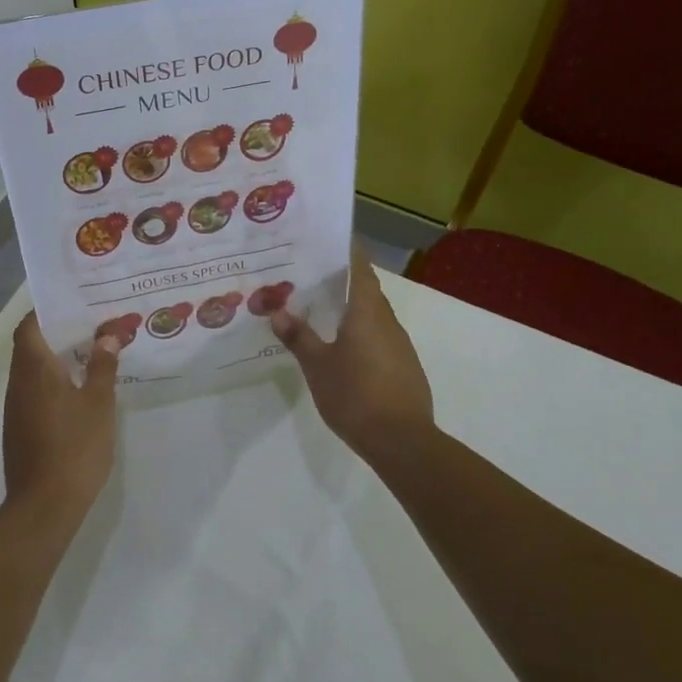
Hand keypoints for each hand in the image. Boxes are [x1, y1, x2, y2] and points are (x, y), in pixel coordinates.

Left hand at [2, 313, 120, 518]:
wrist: (44, 505)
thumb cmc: (74, 447)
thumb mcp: (98, 403)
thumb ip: (101, 367)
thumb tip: (106, 337)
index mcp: (34, 369)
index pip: (29, 326)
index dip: (46, 312)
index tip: (73, 306)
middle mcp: (18, 383)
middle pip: (30, 346)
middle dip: (57, 334)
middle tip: (91, 327)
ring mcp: (16, 408)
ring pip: (32, 370)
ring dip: (55, 360)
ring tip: (89, 355)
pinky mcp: (19, 429)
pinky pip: (33, 392)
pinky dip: (52, 383)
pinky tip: (78, 392)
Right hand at [271, 246, 435, 465]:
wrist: (402, 441)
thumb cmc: (355, 394)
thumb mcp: (317, 366)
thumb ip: (299, 336)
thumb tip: (278, 311)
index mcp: (368, 311)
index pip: (360, 267)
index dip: (345, 251)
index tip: (325, 241)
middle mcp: (388, 320)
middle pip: (366, 289)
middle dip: (341, 280)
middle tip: (309, 276)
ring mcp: (400, 344)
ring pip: (372, 315)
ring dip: (351, 308)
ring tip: (320, 310)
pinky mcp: (404, 366)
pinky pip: (379, 337)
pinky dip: (360, 332)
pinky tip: (342, 347)